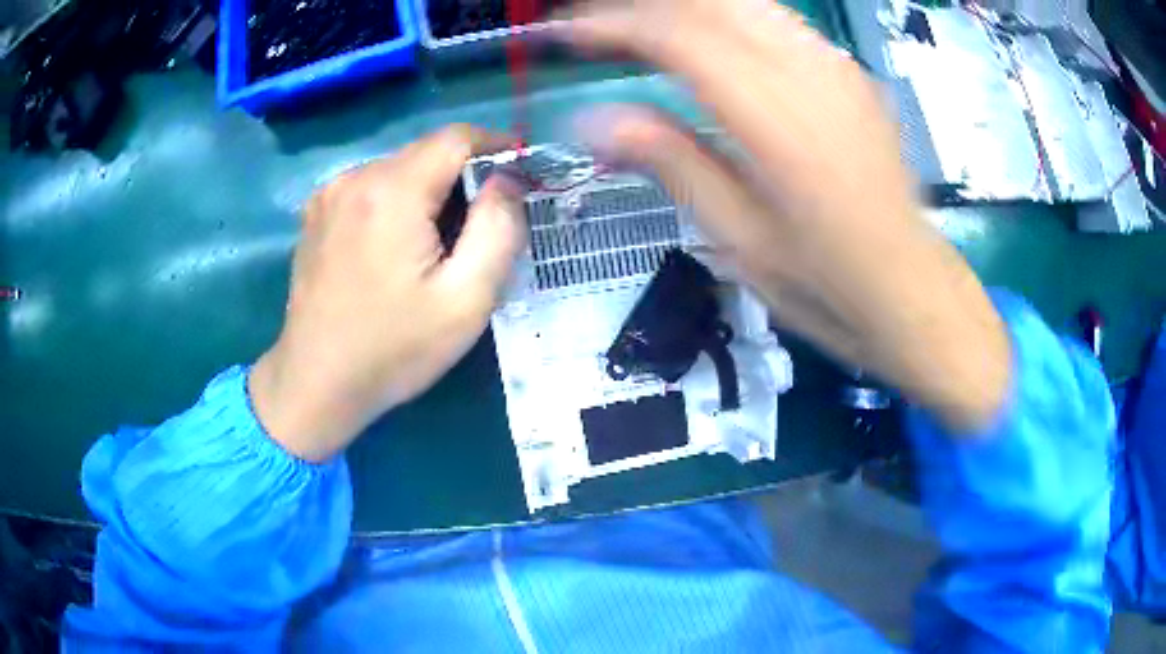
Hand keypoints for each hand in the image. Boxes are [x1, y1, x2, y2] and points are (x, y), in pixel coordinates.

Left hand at [249, 125, 525, 461]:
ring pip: (397, 171)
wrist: (315, 384)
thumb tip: (507, 181)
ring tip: (435, 246)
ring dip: (427, 193)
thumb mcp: (466, 300)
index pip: (456, 137)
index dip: (495, 147)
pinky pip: (369, 189)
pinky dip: (395, 204)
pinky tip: (394, 250)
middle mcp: (354, 178)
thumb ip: (498, 229)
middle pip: (425, 153)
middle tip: (479, 229)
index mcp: (391, 192)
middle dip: (461, 177)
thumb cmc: (393, 349)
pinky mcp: (315, 215)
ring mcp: (328, 195)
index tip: (518, 175)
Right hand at [564, 0, 1009, 432]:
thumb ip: (672, 164)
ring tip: (636, 30)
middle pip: (710, 2)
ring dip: (682, 7)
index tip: (566, 33)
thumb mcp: (740, 241)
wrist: (911, 290)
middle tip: (592, 24)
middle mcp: (809, 74)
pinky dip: (724, 17)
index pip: (680, 37)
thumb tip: (593, 120)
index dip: (613, 26)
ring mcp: (836, 68)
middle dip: (642, 5)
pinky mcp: (849, 75)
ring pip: (744, 3)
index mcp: (777, 119)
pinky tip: (703, 40)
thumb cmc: (827, 284)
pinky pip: (775, 22)